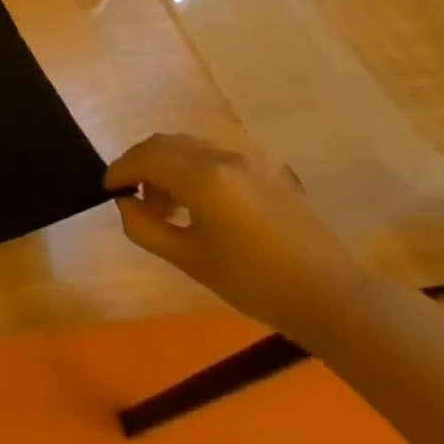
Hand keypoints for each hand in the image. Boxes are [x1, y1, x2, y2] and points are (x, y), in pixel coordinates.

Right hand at [105, 133, 367, 339]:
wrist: (335, 299)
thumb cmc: (254, 282)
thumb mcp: (187, 258)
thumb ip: (144, 226)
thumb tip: (126, 203)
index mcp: (201, 178)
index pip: (143, 159)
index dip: (118, 172)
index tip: (108, 191)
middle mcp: (222, 159)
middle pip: (163, 144)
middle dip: (139, 164)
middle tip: (132, 196)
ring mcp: (248, 163)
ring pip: (188, 147)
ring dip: (165, 166)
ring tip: (166, 205)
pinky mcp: (266, 173)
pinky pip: (213, 157)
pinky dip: (191, 169)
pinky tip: (197, 204)